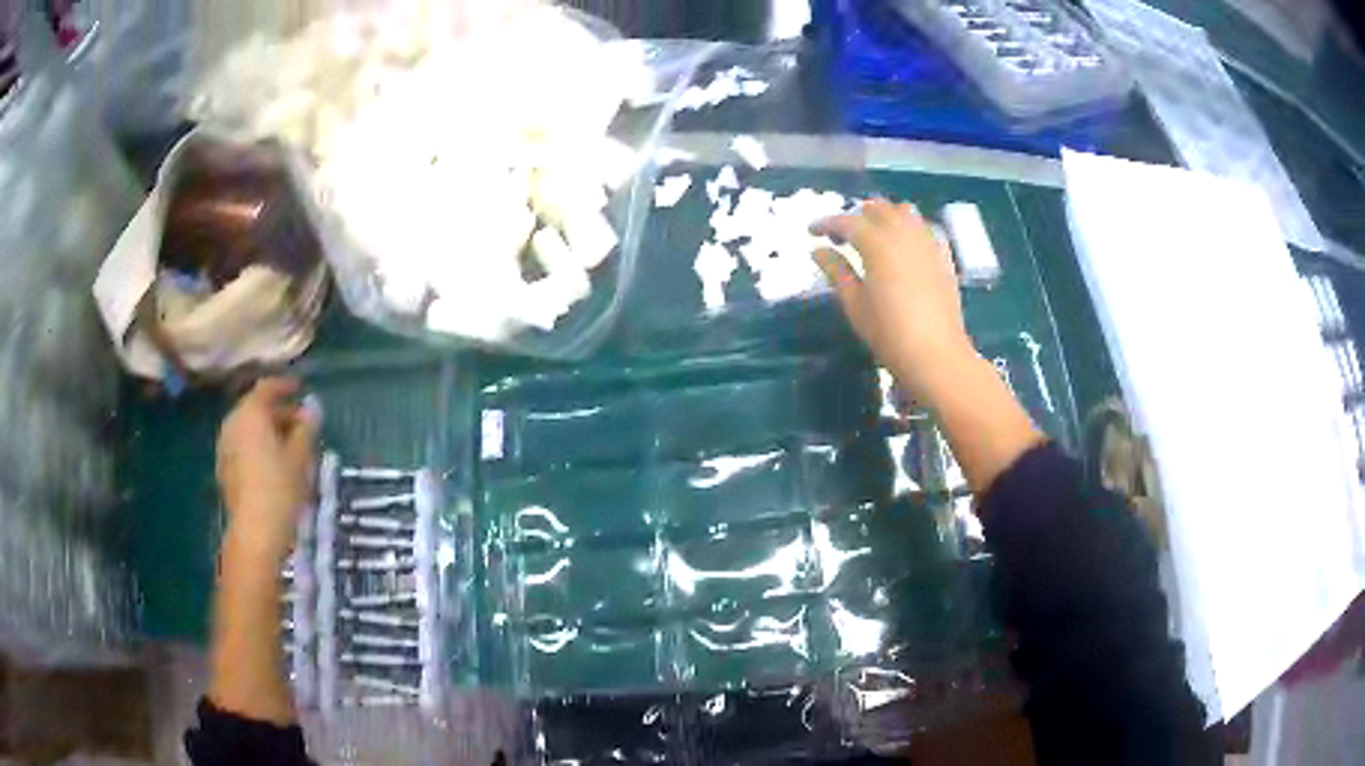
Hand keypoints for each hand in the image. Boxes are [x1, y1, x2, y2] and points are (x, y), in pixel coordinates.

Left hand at [216, 378, 316, 564]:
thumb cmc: (280, 487)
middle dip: (278, 413)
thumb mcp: (300, 456)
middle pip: (256, 408)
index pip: (267, 387)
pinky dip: (257, 446)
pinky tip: (273, 464)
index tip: (301, 390)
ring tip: (289, 446)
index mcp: (251, 413)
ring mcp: (225, 446)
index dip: (285, 386)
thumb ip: (306, 428)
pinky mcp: (224, 468)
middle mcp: (233, 422)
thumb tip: (311, 411)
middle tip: (301, 424)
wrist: (255, 531)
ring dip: (267, 431)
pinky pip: (243, 446)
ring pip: (248, 428)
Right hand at [812, 199, 975, 398]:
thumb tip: (818, 250)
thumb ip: (836, 271)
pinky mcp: (943, 257)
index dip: (826, 223)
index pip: (847, 222)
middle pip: (878, 209)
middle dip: (856, 216)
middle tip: (841, 235)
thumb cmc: (889, 334)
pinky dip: (909, 227)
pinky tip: (903, 243)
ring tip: (873, 233)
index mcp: (878, 244)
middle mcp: (904, 234)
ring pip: (905, 213)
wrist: (936, 355)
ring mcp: (928, 243)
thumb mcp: (855, 304)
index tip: (811, 231)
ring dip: (885, 215)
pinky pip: (925, 228)